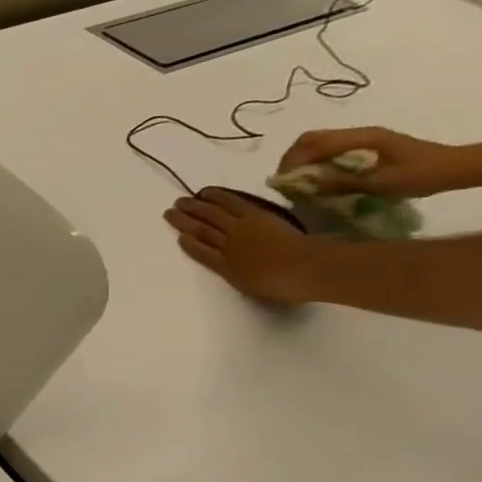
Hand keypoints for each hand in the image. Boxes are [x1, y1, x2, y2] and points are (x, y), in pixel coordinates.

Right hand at [164, 189, 333, 303]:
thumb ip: (239, 276)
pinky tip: (209, 193)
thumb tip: (229, 268)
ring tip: (184, 200)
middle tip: (170, 211)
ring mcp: (242, 229)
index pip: (201, 253)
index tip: (178, 236)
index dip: (188, 244)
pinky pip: (232, 204)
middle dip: (184, 221)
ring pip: (212, 216)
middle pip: (202, 231)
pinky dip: (219, 198)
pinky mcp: (257, 216)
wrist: (311, 268)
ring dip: (196, 207)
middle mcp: (227, 246)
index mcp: (225, 267)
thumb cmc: (288, 285)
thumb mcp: (254, 288)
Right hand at [277, 127, 473, 198]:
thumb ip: (341, 183)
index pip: (314, 144)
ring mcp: (363, 137)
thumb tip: (305, 185)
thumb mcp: (381, 183)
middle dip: (292, 158)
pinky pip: (329, 148)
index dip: (293, 161)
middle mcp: (359, 133)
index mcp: (362, 138)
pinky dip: (315, 159)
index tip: (283, 180)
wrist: (460, 168)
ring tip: (298, 178)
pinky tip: (317, 174)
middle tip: (286, 179)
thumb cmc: (423, 174)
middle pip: (311, 138)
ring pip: (318, 142)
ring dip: (302, 158)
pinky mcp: (365, 145)